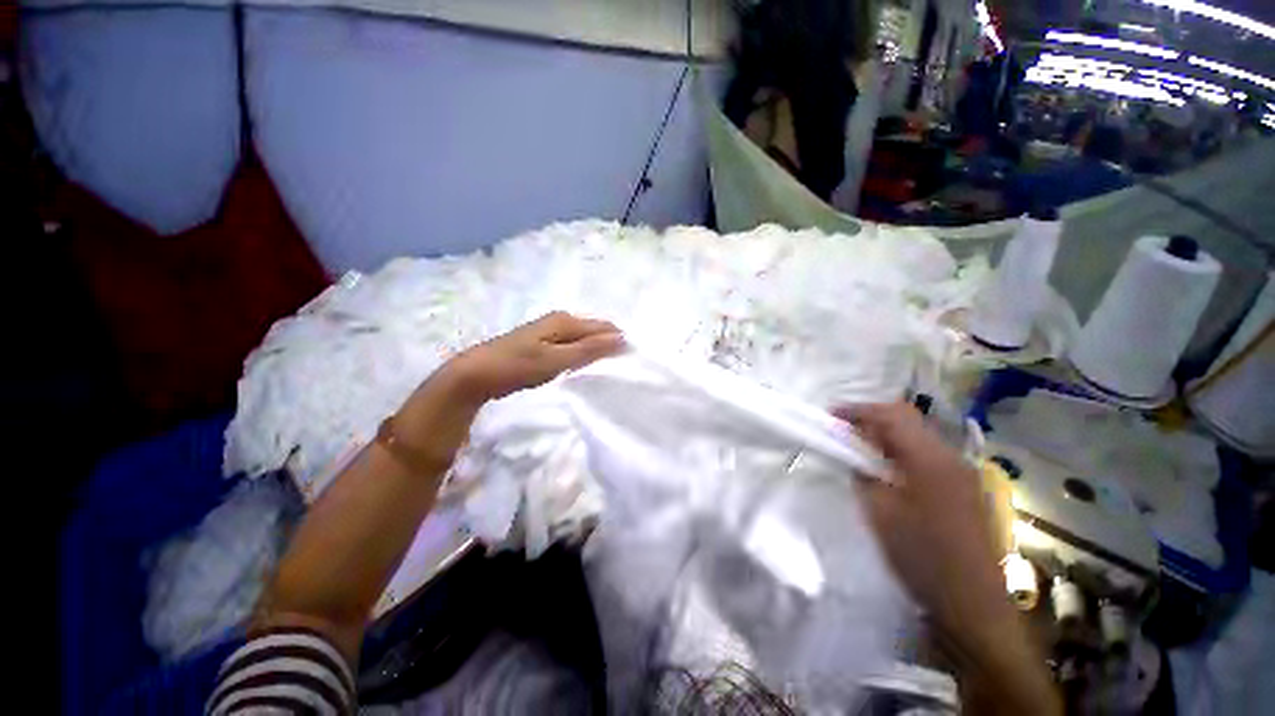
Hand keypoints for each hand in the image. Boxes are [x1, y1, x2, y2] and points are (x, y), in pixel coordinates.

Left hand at [450, 312, 624, 402]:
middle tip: (623, 366)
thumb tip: (621, 338)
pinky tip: (585, 367)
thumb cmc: (518, 366)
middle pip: (594, 331)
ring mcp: (549, 332)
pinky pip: (572, 346)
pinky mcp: (542, 344)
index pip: (603, 327)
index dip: (619, 340)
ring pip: (583, 339)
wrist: (476, 374)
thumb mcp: (556, 360)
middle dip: (609, 344)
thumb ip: (588, 350)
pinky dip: (581, 356)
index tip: (632, 359)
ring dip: (596, 351)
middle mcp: (560, 321)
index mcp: (565, 321)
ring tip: (609, 368)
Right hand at [833, 403, 1003, 633]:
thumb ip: (864, 475)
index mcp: (930, 459)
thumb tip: (855, 456)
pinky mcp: (964, 489)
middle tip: (843, 431)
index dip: (858, 410)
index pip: (892, 415)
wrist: (972, 604)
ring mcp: (962, 473)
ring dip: (886, 435)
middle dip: (872, 419)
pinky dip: (901, 452)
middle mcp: (951, 457)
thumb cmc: (922, 556)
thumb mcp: (880, 513)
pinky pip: (927, 456)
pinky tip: (886, 471)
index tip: (830, 417)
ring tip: (859, 449)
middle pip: (908, 419)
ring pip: (918, 436)